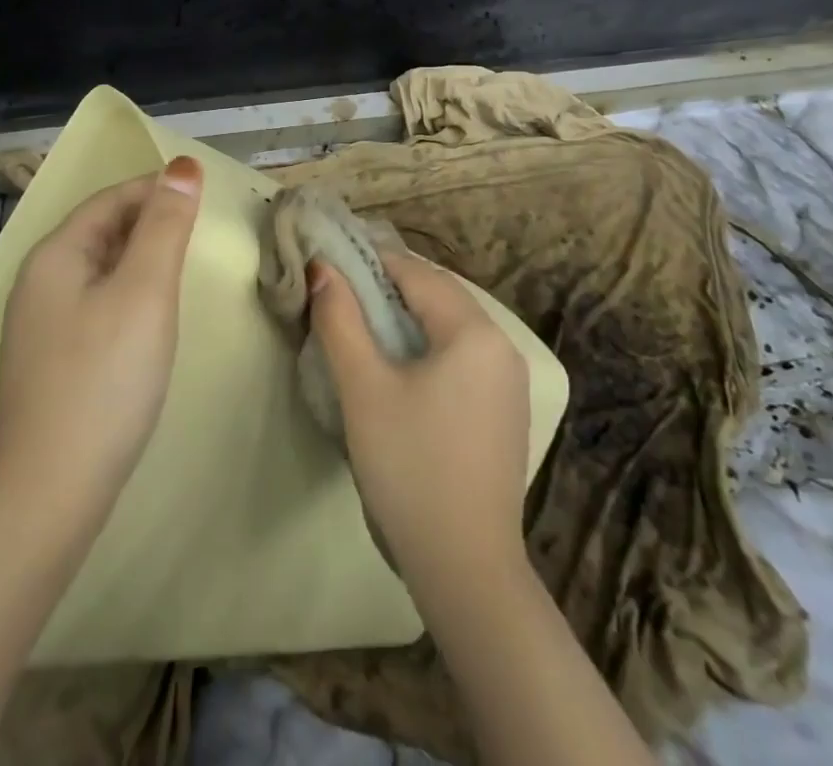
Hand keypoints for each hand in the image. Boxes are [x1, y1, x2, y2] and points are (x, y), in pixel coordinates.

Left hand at [0, 156, 203, 509]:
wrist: (49, 493)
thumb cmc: (104, 379)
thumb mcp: (145, 291)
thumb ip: (165, 226)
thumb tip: (182, 166)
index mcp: (56, 254)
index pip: (111, 199)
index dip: (157, 188)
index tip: (205, 194)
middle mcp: (40, 281)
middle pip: (102, 230)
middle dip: (151, 221)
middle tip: (203, 232)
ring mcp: (42, 324)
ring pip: (100, 269)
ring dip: (142, 257)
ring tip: (185, 266)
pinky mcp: (53, 360)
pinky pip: (97, 303)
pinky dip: (129, 293)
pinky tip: (152, 316)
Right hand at [309, 247, 530, 587]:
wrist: (466, 569)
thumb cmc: (410, 467)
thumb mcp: (364, 388)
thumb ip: (340, 320)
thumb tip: (323, 269)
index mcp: (474, 332)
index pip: (416, 273)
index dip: (369, 262)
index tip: (329, 263)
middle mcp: (502, 346)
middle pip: (438, 294)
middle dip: (388, 286)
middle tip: (339, 293)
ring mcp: (509, 382)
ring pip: (450, 325)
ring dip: (408, 315)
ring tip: (361, 325)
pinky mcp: (505, 412)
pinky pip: (462, 356)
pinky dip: (428, 345)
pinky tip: (399, 367)